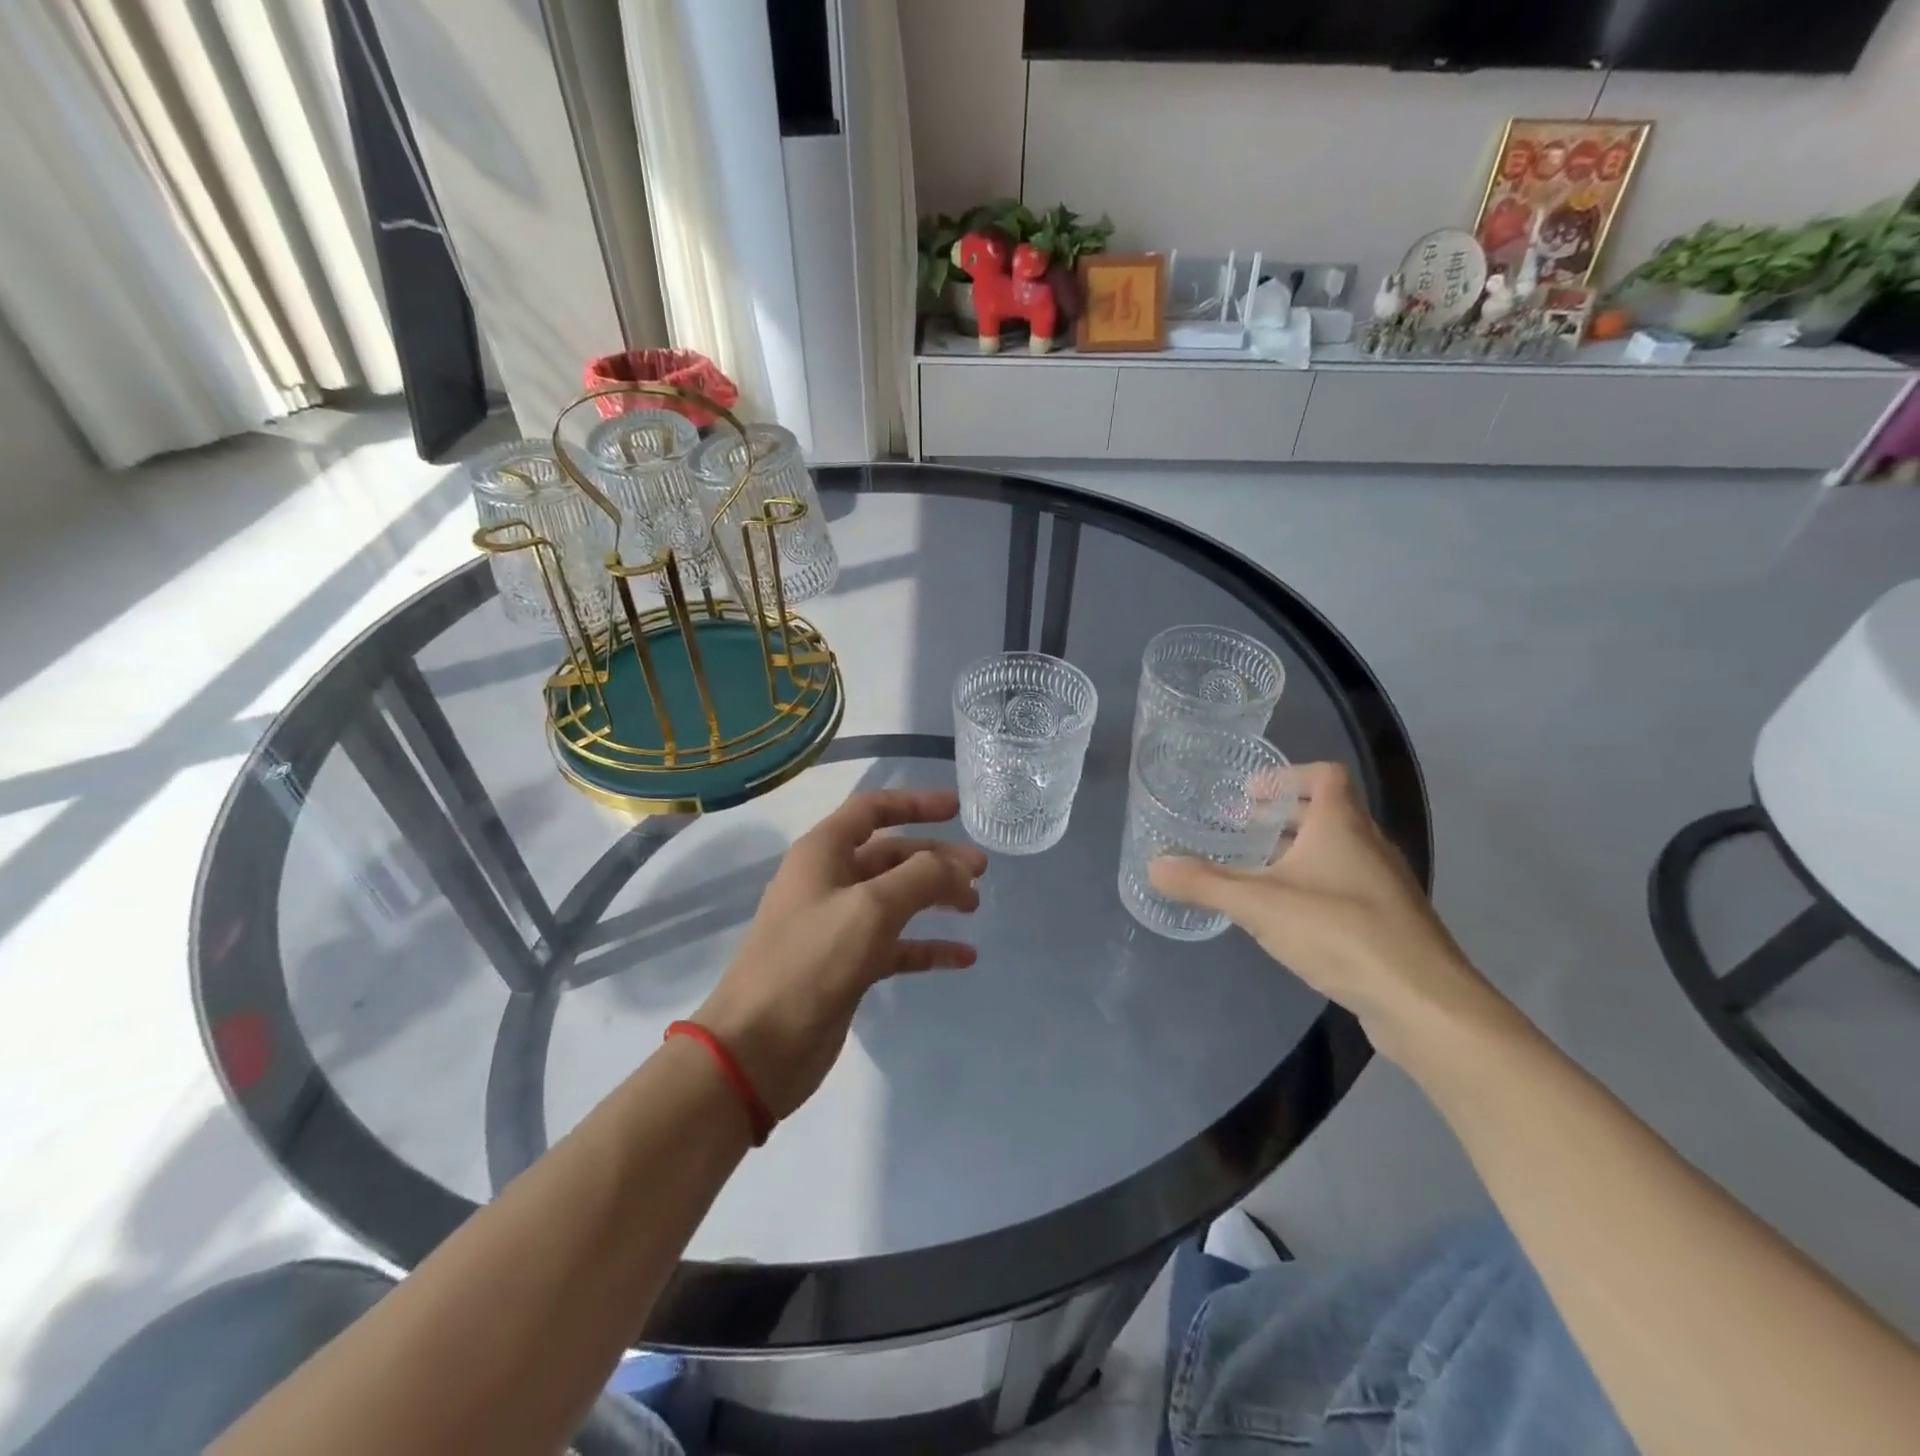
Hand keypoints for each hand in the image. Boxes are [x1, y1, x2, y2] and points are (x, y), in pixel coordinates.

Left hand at [693, 788, 986, 1119]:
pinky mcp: (847, 966)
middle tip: (981, 871)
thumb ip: (921, 877)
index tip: (957, 808)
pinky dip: (927, 946)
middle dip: (936, 858)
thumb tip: (957, 867)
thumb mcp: (871, 908)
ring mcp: (837, 926)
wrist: (758, 1048)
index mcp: (823, 852)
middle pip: (891, 856)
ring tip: (974, 906)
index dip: (914, 803)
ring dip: (934, 898)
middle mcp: (829, 881)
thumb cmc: (811, 962)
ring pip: (896, 899)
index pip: (872, 810)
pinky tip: (962, 957)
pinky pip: (896, 945)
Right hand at [1148, 762, 1503, 1068]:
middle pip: (1328, 812)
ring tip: (1257, 872)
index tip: (1249, 795)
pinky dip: (1316, 886)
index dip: (1286, 776)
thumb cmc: (1338, 931)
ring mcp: (1384, 885)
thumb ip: (1205, 883)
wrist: (1422, 1001)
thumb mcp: (1258, 904)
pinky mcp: (1390, 921)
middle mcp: (1369, 845)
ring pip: (1337, 852)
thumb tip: (1153, 865)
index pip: (1324, 775)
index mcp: (1342, 824)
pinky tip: (1289, 917)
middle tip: (1242, 830)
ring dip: (1299, 853)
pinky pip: (1347, 886)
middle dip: (1283, 817)